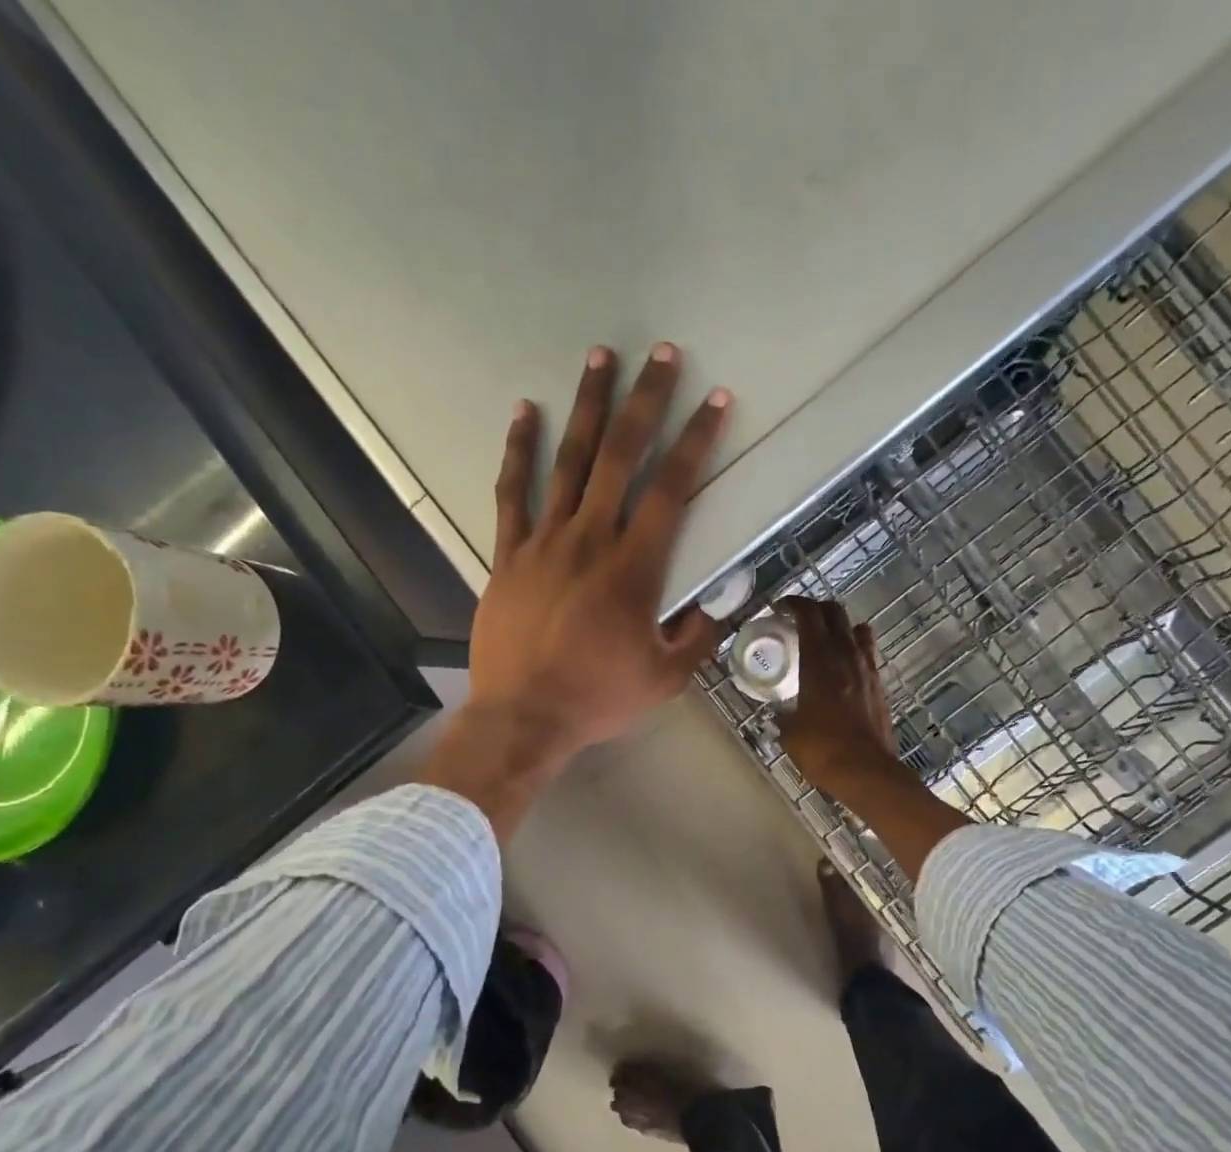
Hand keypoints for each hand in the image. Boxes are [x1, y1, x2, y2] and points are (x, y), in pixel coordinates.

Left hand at [421, 344, 731, 840]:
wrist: (524, 718)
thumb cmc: (599, 698)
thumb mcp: (666, 677)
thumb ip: (698, 634)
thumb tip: (721, 600)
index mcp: (635, 568)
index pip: (672, 489)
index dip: (696, 441)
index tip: (714, 401)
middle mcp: (590, 540)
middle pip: (620, 456)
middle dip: (646, 401)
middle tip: (661, 355)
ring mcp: (544, 543)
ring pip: (568, 462)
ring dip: (588, 407)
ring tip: (600, 358)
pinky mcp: (509, 555)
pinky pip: (512, 493)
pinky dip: (519, 450)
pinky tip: (525, 412)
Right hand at [777, 597, 898, 795]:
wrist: (867, 772)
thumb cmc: (822, 751)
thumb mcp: (790, 733)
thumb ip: (783, 715)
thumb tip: (778, 712)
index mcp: (819, 661)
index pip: (808, 615)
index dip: (793, 604)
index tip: (779, 608)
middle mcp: (846, 656)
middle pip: (835, 613)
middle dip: (815, 609)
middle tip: (798, 619)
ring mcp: (867, 669)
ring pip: (856, 629)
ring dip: (839, 626)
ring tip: (823, 639)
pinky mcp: (879, 685)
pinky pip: (866, 653)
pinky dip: (853, 648)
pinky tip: (842, 666)